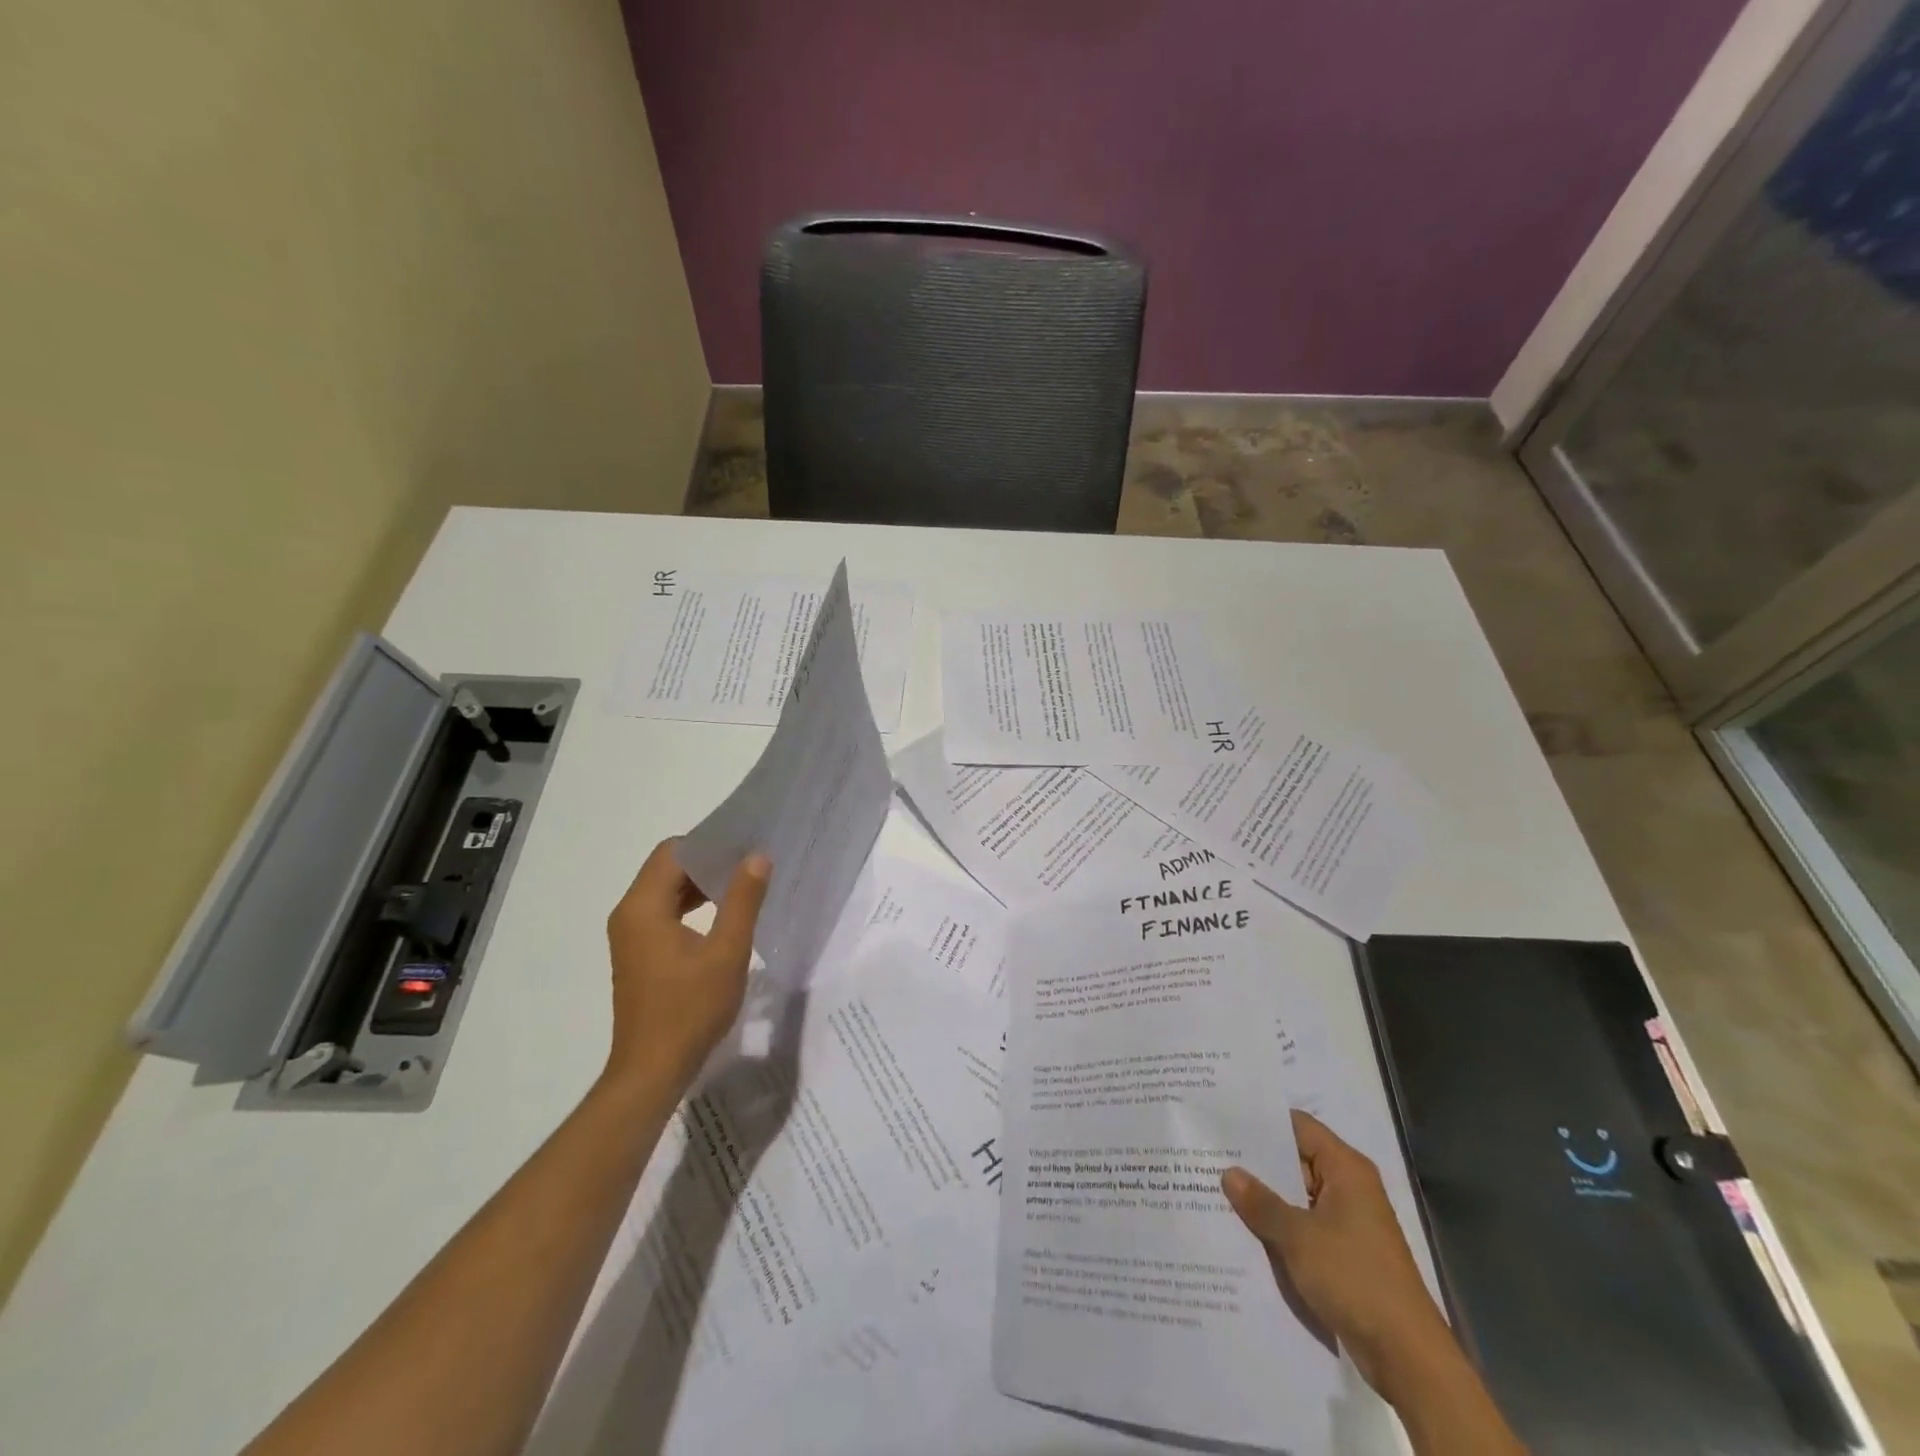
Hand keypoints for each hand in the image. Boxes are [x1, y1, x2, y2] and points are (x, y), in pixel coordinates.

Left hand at [603, 840, 770, 1097]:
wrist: (652, 1071)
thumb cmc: (690, 1009)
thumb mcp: (727, 952)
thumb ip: (743, 900)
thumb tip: (757, 856)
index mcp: (643, 907)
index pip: (673, 852)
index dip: (709, 843)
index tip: (745, 845)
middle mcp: (629, 914)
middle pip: (667, 869)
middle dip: (709, 862)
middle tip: (751, 862)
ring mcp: (630, 936)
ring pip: (666, 891)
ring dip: (701, 885)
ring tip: (743, 885)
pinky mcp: (639, 954)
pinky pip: (664, 913)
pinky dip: (691, 907)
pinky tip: (723, 917)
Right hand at [1222, 1110, 1450, 1397]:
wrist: (1408, 1358)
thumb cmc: (1355, 1279)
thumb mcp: (1298, 1237)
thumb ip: (1261, 1202)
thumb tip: (1229, 1172)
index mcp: (1346, 1169)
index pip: (1297, 1127)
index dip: (1261, 1122)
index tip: (1223, 1120)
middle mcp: (1349, 1187)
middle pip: (1295, 1160)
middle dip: (1256, 1163)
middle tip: (1210, 1155)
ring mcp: (1349, 1222)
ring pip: (1297, 1196)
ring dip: (1265, 1198)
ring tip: (1216, 1189)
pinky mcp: (1345, 1253)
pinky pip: (1304, 1226)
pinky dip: (1279, 1226)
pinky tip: (1244, 1229)